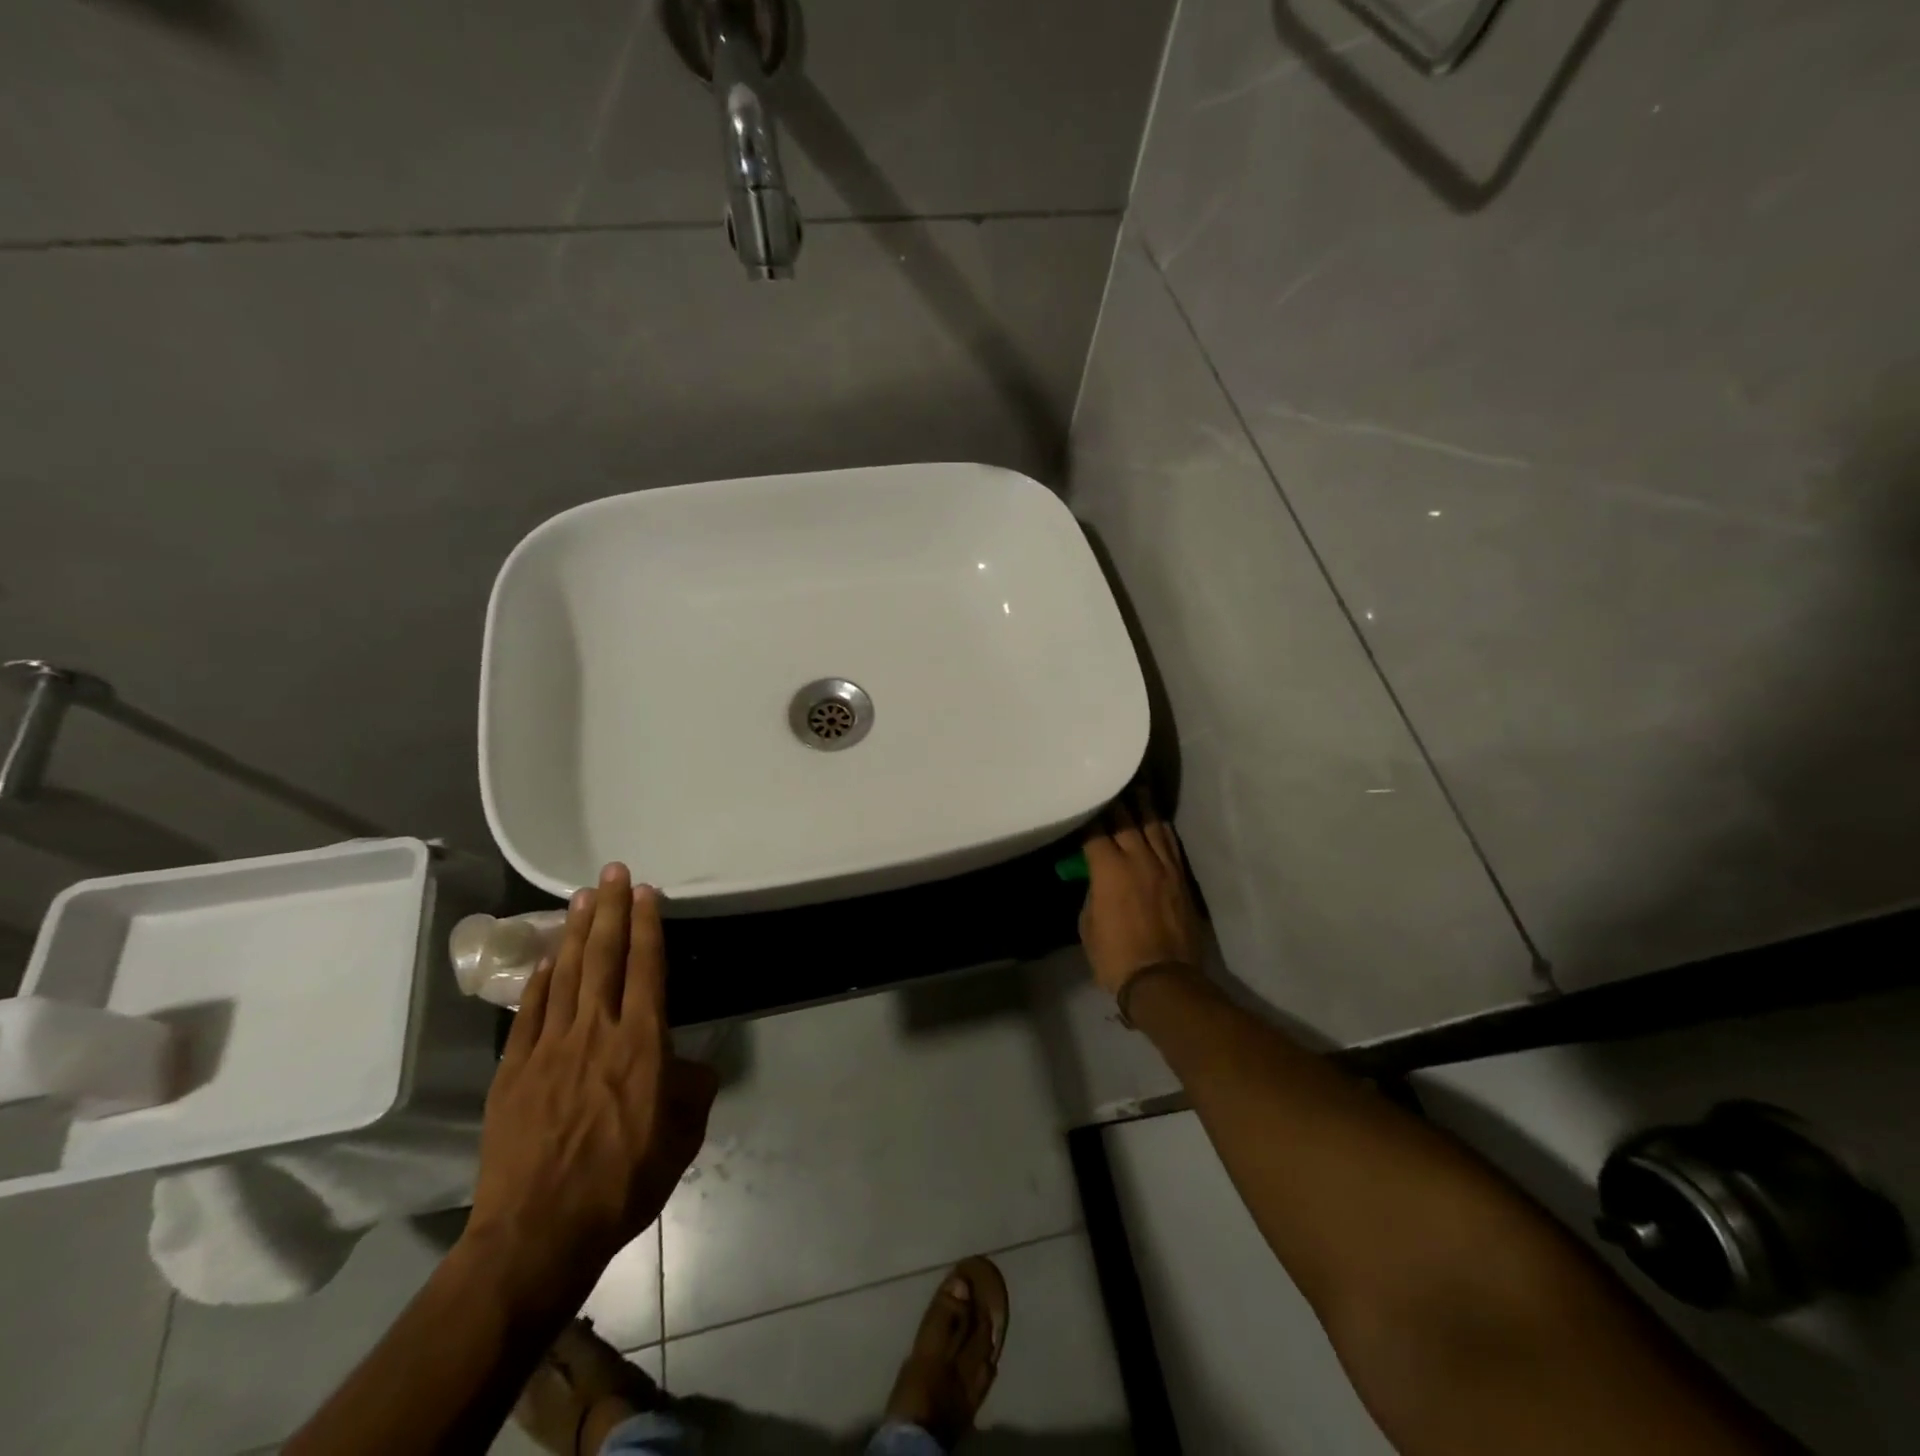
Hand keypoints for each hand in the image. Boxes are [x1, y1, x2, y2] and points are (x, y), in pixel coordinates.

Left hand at [464, 864, 717, 1309]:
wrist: (539, 1234)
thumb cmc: (623, 1182)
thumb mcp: (683, 1136)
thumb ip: (693, 1089)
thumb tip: (690, 1064)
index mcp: (642, 1043)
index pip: (646, 968)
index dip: (647, 925)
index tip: (646, 892)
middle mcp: (596, 1032)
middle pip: (605, 957)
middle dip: (611, 910)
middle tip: (613, 872)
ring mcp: (549, 1048)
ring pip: (566, 974)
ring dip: (576, 931)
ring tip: (582, 897)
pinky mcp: (514, 1071)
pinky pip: (530, 1012)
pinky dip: (541, 979)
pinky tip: (546, 959)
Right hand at [1079, 789, 1204, 999]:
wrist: (1164, 980)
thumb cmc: (1115, 957)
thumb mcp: (1088, 924)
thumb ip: (1092, 893)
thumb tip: (1097, 880)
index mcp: (1108, 869)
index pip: (1094, 831)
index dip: (1087, 815)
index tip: (1081, 803)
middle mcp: (1137, 859)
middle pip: (1125, 820)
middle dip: (1115, 801)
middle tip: (1109, 783)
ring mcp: (1164, 867)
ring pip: (1153, 826)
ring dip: (1143, 806)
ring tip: (1138, 787)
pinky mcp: (1181, 878)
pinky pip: (1171, 844)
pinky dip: (1162, 828)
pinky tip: (1158, 819)